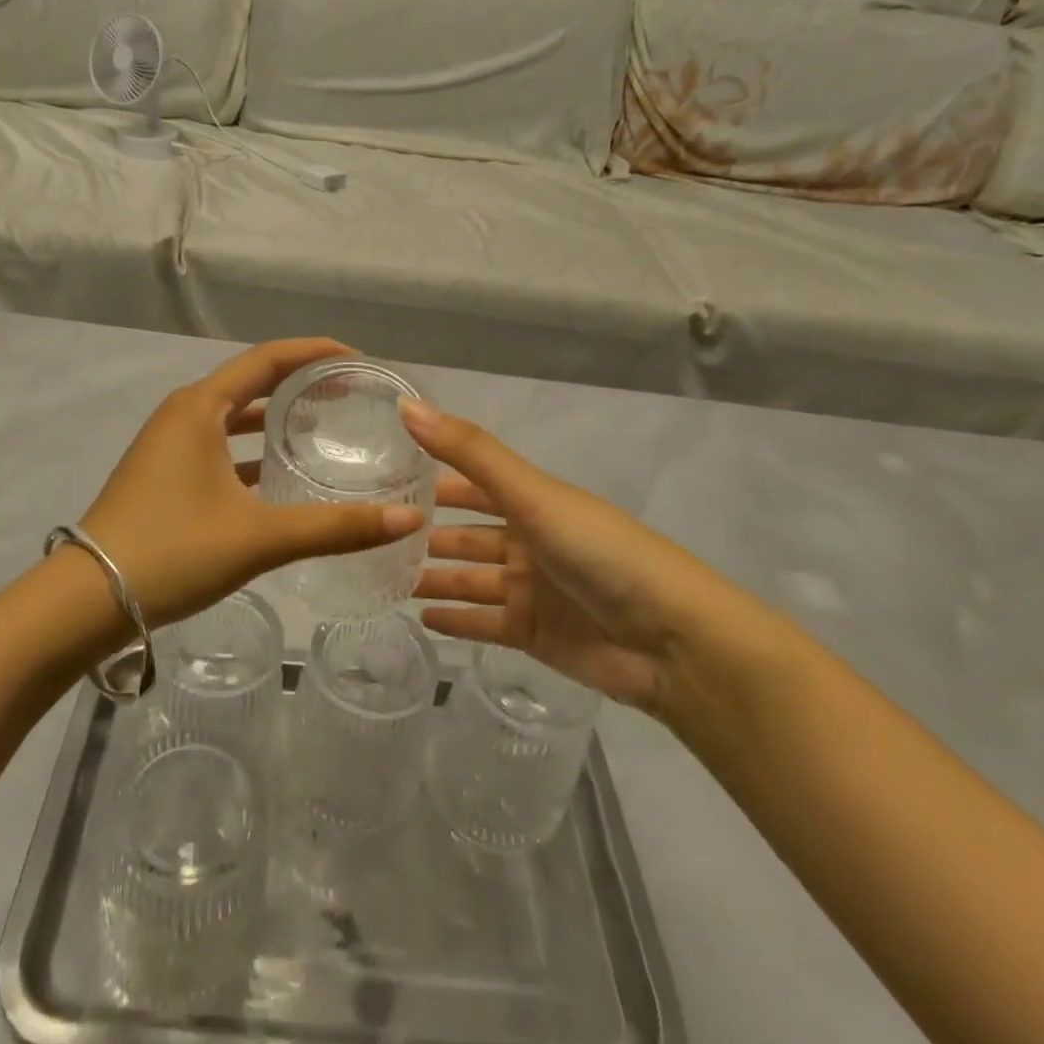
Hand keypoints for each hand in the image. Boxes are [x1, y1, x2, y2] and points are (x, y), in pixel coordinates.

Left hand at [80, 339, 424, 626]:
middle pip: (251, 383)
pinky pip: (218, 446)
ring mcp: (168, 445)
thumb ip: (336, 527)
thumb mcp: (260, 537)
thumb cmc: (172, 550)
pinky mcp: (163, 474)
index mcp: (200, 407)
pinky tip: (277, 478)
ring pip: (233, 418)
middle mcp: (183, 414)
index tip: (358, 359)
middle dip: (299, 384)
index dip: (315, 353)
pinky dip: (251, 452)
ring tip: (321, 430)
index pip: (268, 359)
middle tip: (349, 395)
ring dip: (274, 419)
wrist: (86, 599)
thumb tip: (409, 518)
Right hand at [403, 398, 754, 715]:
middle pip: (466, 535)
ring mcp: (531, 590)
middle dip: (425, 534)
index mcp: (531, 502)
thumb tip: (405, 404)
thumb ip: (469, 452)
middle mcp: (528, 541)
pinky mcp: (533, 634)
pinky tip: (420, 617)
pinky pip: (483, 623)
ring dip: (433, 577)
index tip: (382, 478)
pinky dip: (455, 620)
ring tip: (382, 578)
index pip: (471, 484)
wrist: (671, 640)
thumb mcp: (532, 494)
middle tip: (372, 536)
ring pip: (469, 579)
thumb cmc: (599, 552)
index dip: (431, 479)